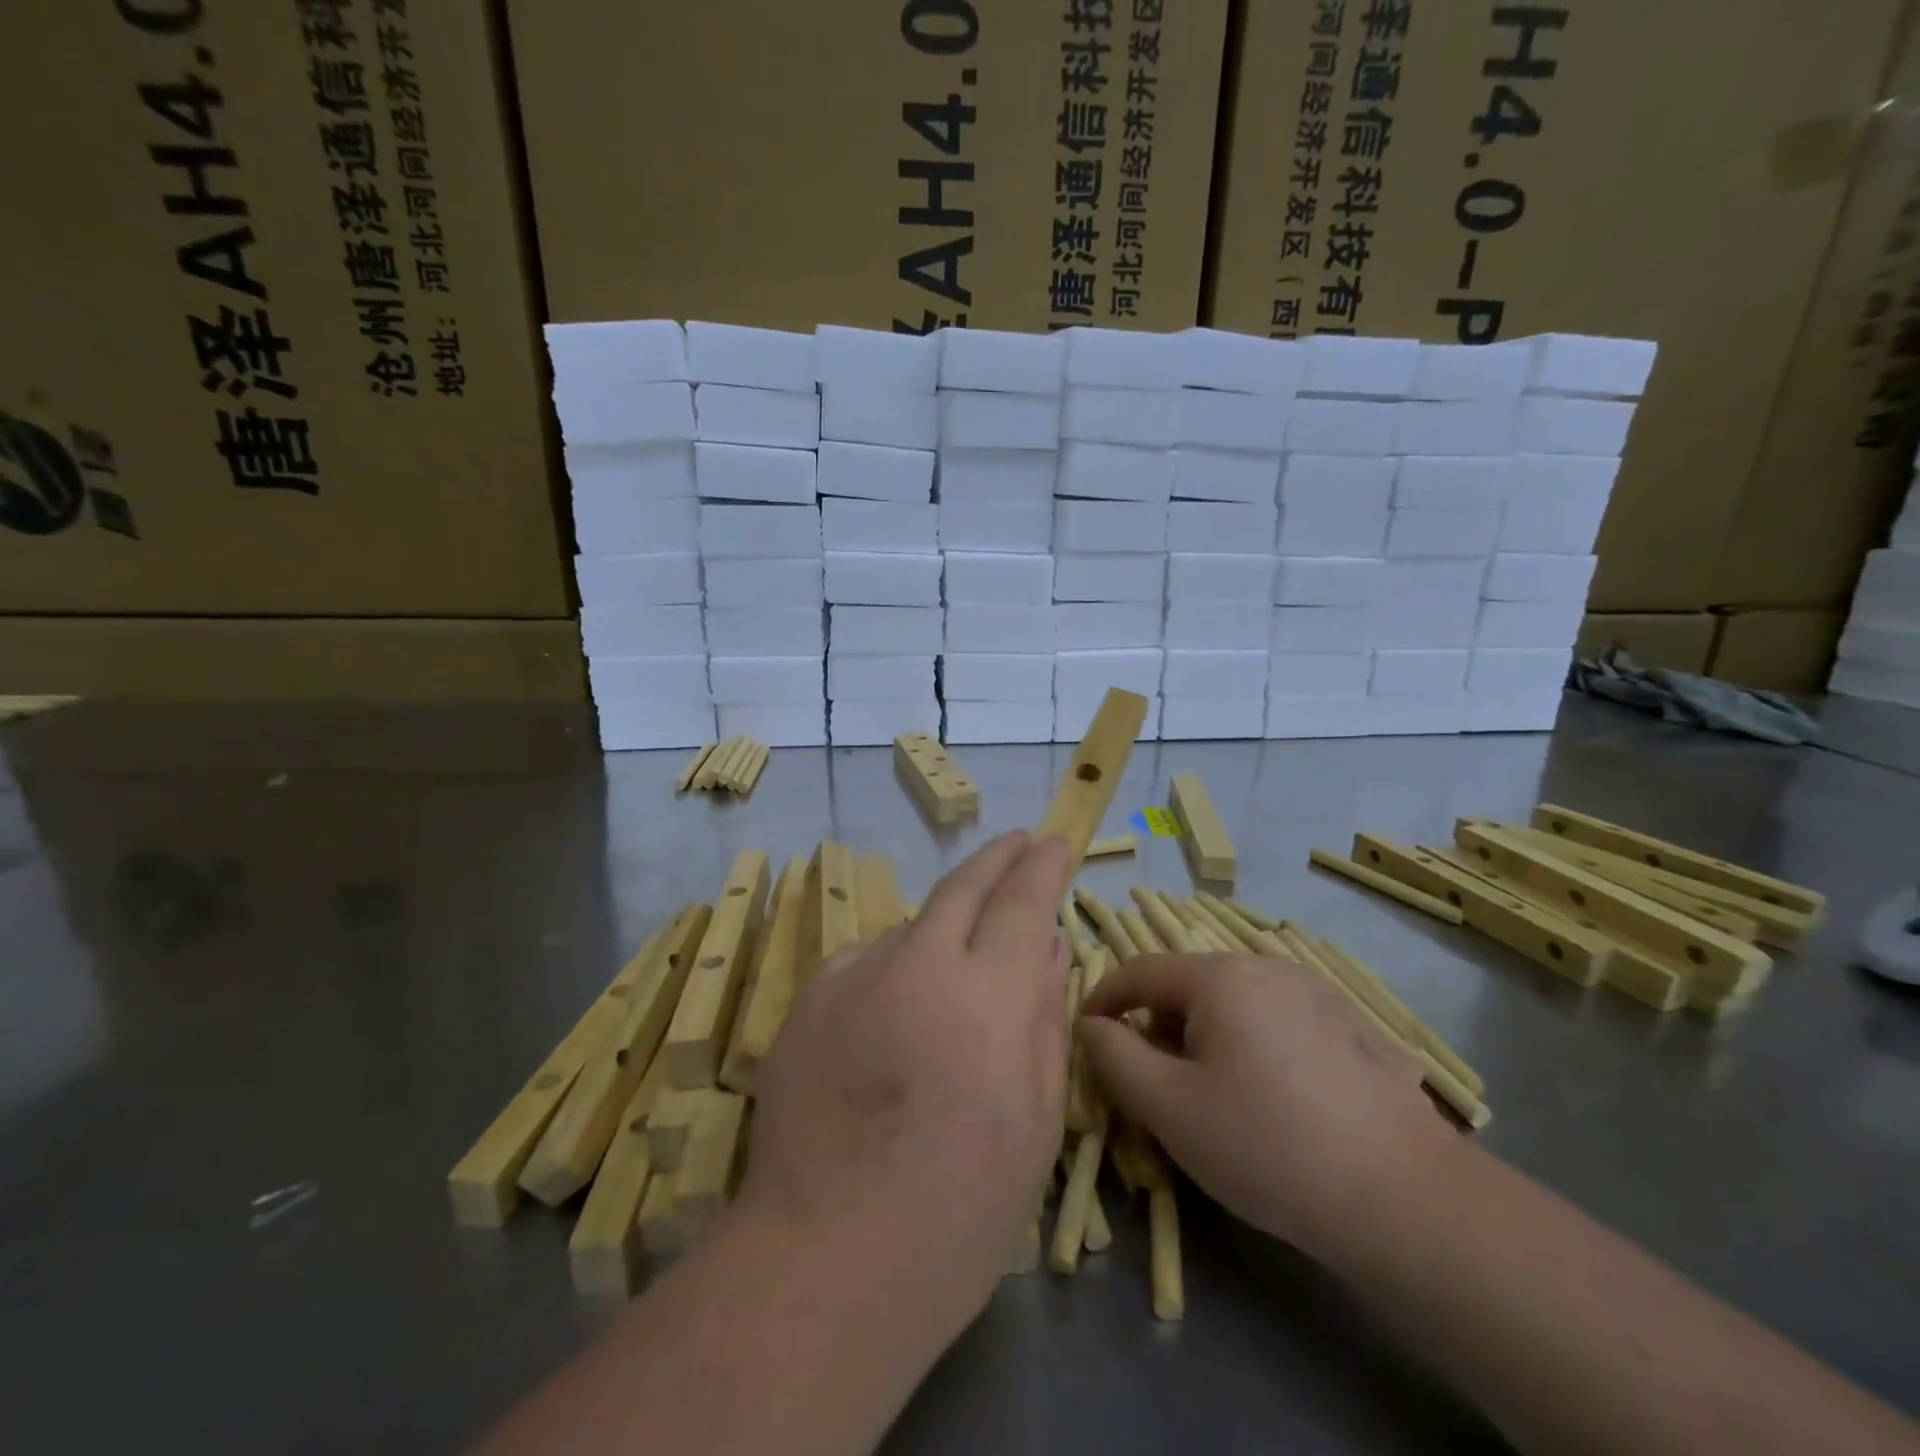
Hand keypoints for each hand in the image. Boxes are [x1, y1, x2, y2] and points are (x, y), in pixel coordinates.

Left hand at [735, 831, 1071, 1341]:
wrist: (822, 1262)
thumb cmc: (957, 1213)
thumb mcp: (1032, 1122)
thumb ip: (1043, 1019)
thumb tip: (1049, 946)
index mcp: (986, 996)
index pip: (1022, 902)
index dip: (1042, 866)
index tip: (1054, 842)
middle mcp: (917, 965)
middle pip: (962, 886)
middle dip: (997, 857)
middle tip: (1017, 842)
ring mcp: (854, 977)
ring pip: (912, 927)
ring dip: (943, 928)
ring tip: (957, 964)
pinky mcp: (808, 1000)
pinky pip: (867, 962)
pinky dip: (895, 967)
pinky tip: (896, 1010)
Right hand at [1080, 954, 1457, 1265]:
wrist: (1405, 1199)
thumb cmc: (1267, 1145)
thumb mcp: (1168, 1107)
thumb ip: (1114, 1057)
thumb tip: (1094, 1026)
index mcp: (1220, 976)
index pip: (1140, 970)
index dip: (1104, 998)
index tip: (1087, 1032)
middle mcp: (1267, 966)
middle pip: (1189, 986)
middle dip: (1159, 1027)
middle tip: (1154, 1084)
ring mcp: (1316, 992)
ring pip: (1235, 1004)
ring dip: (1206, 1038)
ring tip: (1214, 1097)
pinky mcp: (1351, 1026)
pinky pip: (1278, 1022)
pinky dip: (1253, 1046)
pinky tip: (1274, 1101)